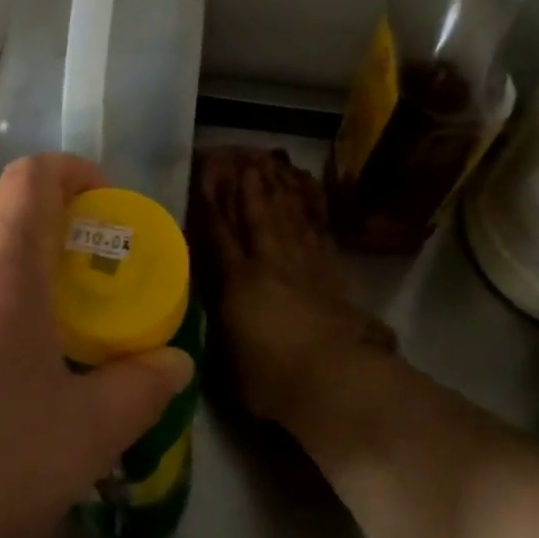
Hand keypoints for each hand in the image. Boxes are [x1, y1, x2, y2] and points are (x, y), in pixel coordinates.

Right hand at [192, 148, 396, 431]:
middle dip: (246, 184)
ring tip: (269, 162)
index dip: (209, 205)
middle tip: (240, 155)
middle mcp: (268, 263)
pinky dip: (310, 208)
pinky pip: (316, 229)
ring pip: (287, 215)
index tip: (202, 178)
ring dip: (277, 187)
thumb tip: (209, 305)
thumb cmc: (270, 379)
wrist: (335, 382)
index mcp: (237, 281)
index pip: (217, 234)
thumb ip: (217, 322)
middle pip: (255, 214)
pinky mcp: (331, 273)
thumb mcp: (226, 357)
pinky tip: (307, 193)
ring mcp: (303, 264)